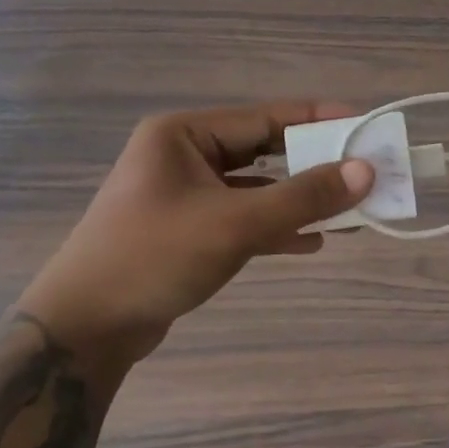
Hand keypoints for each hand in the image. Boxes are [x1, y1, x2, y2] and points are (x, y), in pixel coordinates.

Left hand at [18, 102, 373, 362]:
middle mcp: (183, 156)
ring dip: (298, 200)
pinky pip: (241, 219)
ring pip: (256, 189)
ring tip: (350, 209)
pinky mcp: (187, 231)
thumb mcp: (235, 223)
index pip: (265, 117)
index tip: (364, 125)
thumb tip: (365, 171)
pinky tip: (312, 241)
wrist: (83, 330)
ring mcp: (183, 195)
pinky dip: (275, 227)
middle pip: (263, 151)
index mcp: (183, 135)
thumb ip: (303, 196)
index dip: (318, 121)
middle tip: (364, 171)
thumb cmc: (154, 257)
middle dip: (313, 165)